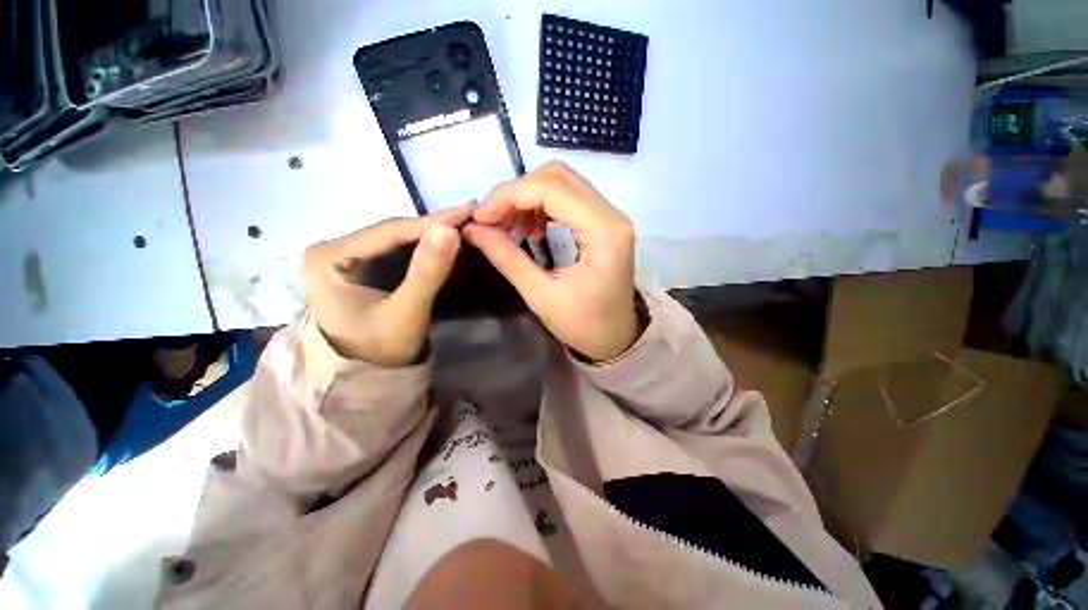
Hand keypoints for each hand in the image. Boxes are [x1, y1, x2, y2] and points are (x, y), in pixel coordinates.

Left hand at [302, 204, 473, 365]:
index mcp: (328, 258)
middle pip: (391, 232)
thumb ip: (427, 272)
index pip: (389, 231)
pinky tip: (442, 240)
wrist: (367, 377)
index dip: (433, 221)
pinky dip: (420, 246)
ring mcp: (342, 257)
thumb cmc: (381, 349)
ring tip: (462, 223)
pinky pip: (393, 250)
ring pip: (394, 239)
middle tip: (470, 215)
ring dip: (429, 233)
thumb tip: (450, 230)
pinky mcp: (356, 266)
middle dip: (432, 226)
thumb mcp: (407, 312)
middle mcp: (330, 249)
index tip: (469, 211)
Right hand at [463, 162, 639, 361]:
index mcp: (602, 232)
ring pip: (562, 183)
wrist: (617, 338)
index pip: (551, 188)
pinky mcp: (605, 223)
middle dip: (517, 193)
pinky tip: (531, 229)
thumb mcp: (541, 296)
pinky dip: (542, 206)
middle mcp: (612, 214)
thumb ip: (507, 258)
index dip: (508, 195)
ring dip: (529, 197)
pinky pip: (569, 198)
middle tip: (492, 220)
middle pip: (557, 177)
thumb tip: (472, 229)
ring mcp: (611, 216)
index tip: (480, 217)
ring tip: (510, 227)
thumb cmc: (584, 325)